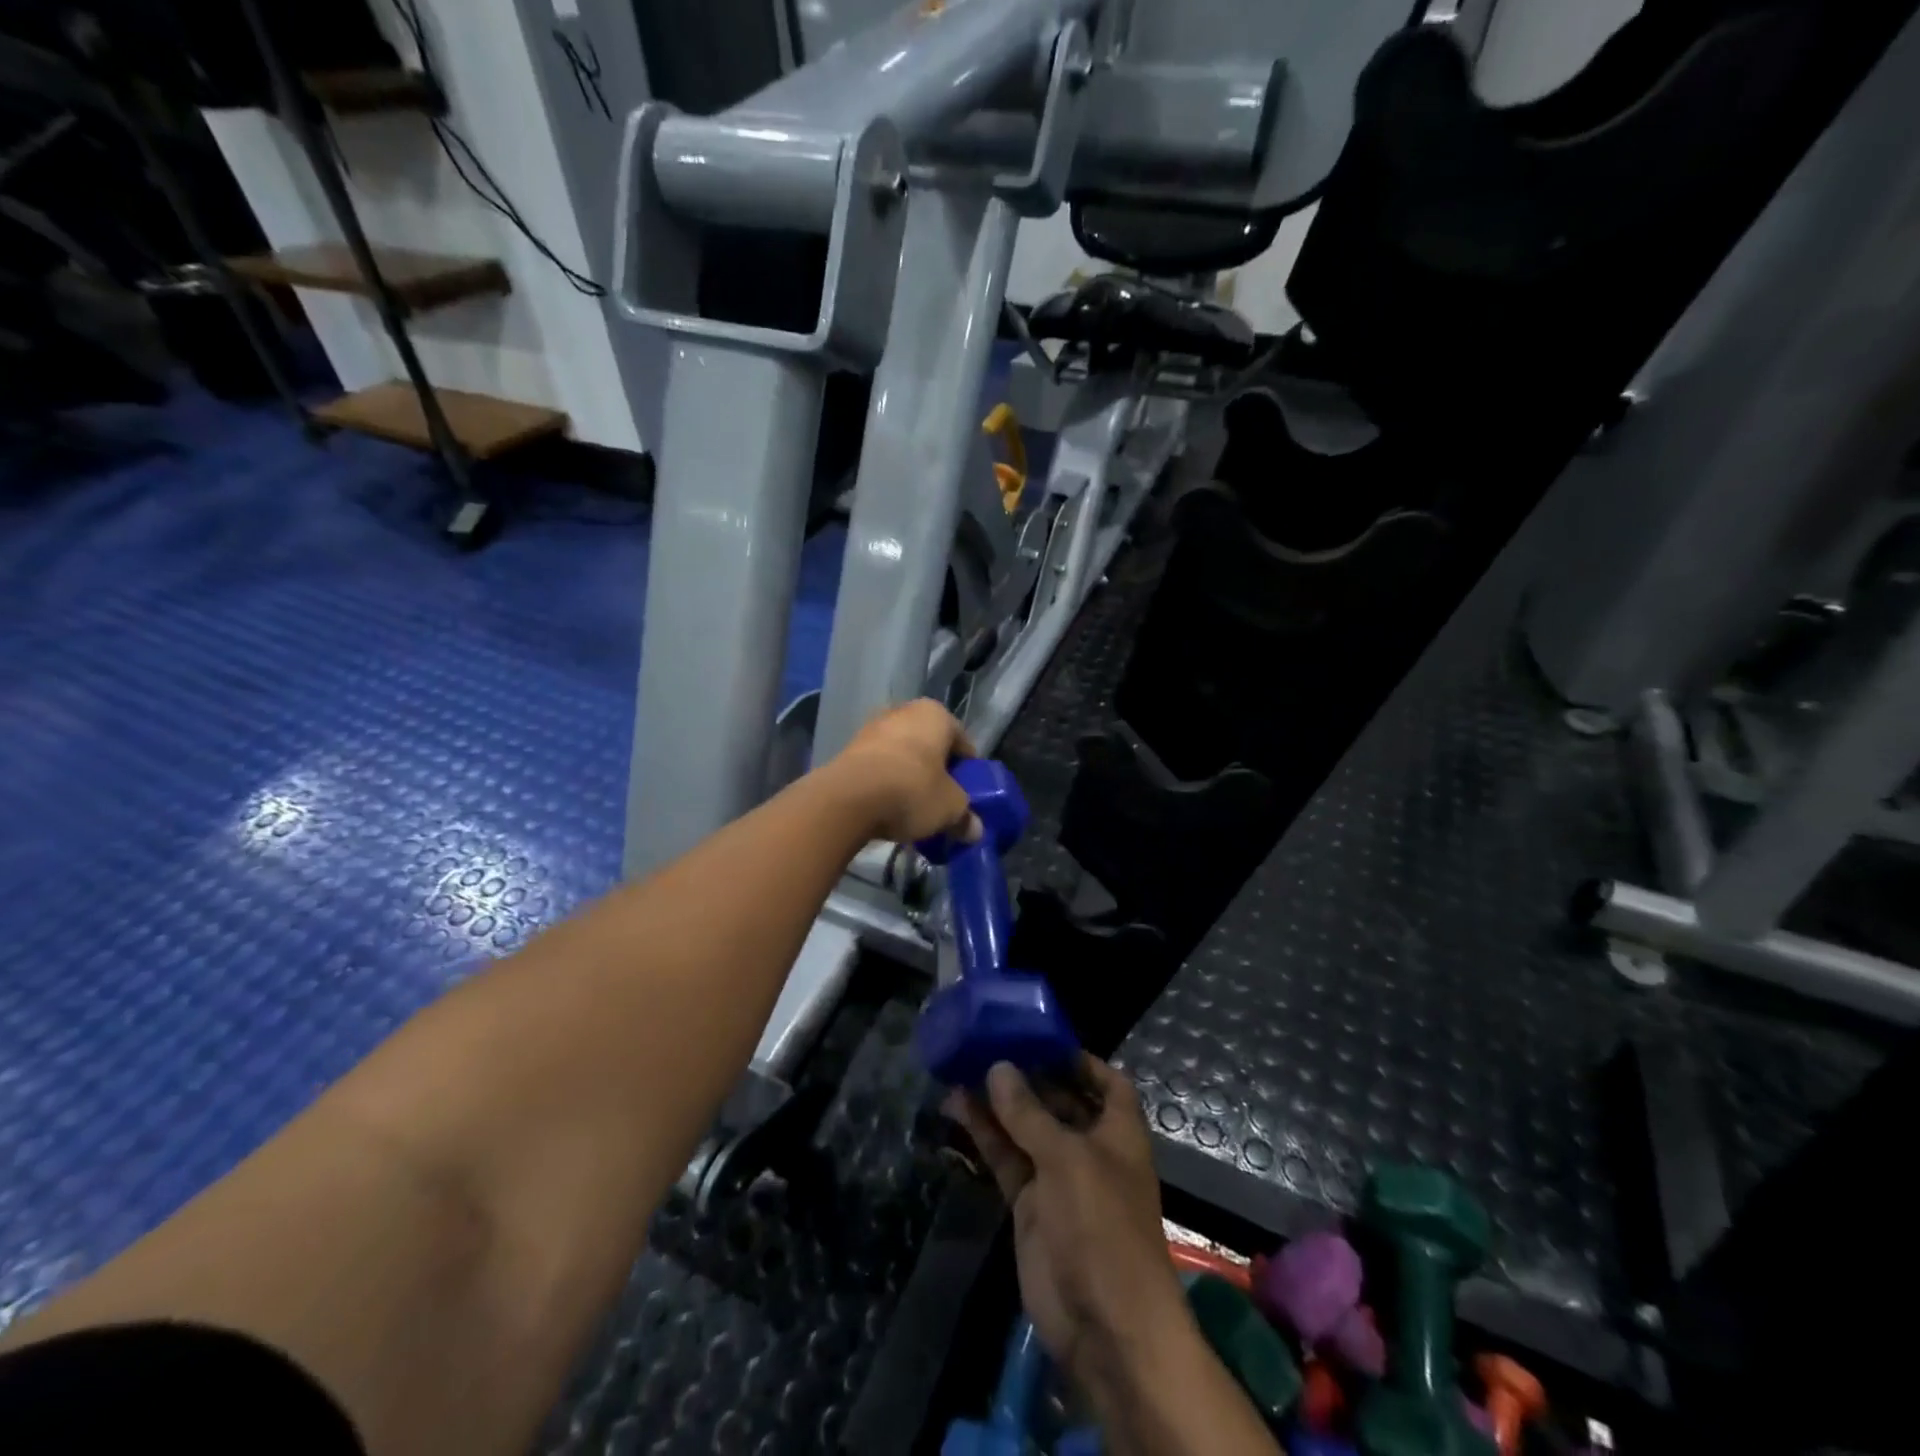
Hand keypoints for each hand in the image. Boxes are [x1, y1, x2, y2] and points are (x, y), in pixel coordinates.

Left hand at [832, 699, 980, 844]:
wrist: (848, 798)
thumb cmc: (912, 790)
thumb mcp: (950, 809)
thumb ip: (965, 817)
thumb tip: (975, 830)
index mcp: (935, 714)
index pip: (963, 742)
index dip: (968, 771)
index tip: (968, 796)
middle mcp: (904, 711)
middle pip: (930, 746)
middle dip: (936, 773)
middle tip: (942, 803)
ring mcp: (872, 728)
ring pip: (903, 755)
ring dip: (910, 778)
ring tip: (914, 809)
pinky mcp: (849, 748)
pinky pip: (879, 766)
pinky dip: (886, 783)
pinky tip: (888, 808)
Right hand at [946, 1059, 1188, 1392]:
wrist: (1106, 1326)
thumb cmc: (1103, 1226)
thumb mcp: (1067, 1159)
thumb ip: (1029, 1114)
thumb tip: (998, 1067)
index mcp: (1118, 1132)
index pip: (1107, 1083)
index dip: (1080, 1060)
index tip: (1041, 1037)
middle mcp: (1090, 1149)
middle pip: (1059, 1102)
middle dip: (1028, 1076)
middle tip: (988, 1044)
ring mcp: (1058, 1179)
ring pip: (1025, 1129)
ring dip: (998, 1102)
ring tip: (961, 1066)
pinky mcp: (1030, 1207)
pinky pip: (1006, 1160)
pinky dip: (985, 1136)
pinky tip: (957, 1108)